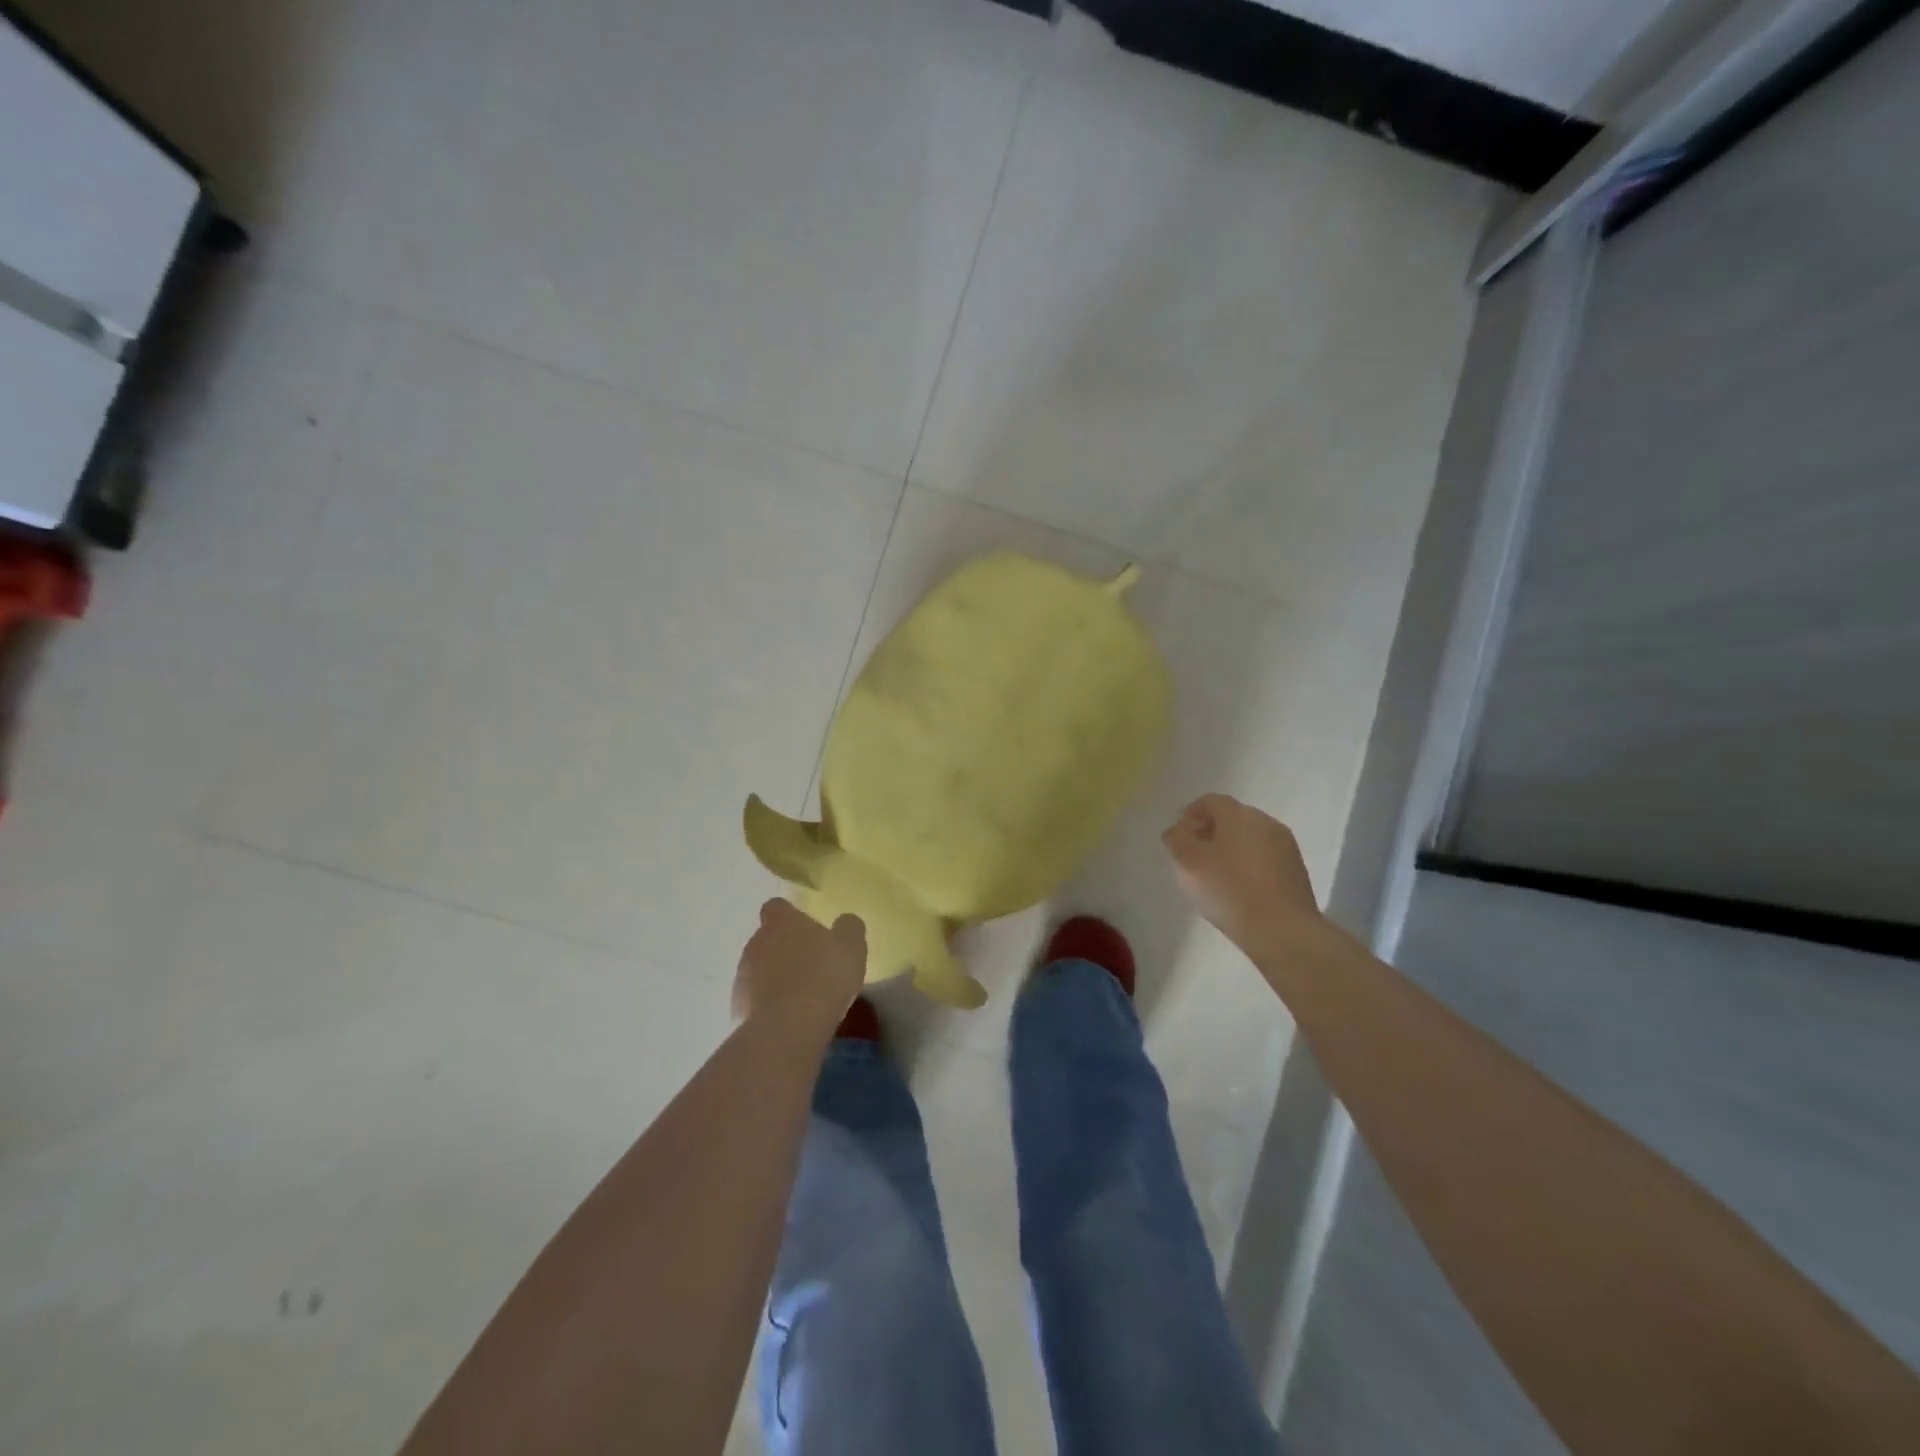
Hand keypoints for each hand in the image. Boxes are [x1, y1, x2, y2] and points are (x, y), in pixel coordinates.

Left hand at [734, 899, 866, 1040]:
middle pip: (766, 939)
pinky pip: (754, 1000)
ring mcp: (742, 976)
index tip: (806, 929)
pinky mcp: (736, 1007)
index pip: (777, 907)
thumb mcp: (851, 946)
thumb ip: (848, 928)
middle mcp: (755, 942)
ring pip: (758, 970)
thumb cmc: (824, 976)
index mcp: (781, 922)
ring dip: (774, 977)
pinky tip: (788, 1018)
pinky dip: (767, 1005)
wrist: (789, 1027)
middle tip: (809, 965)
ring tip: (800, 996)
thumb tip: (844, 922)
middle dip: (783, 949)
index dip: (790, 916)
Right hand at [1163, 794, 1323, 956]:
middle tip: (1193, 857)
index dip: (1189, 815)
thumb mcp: (1189, 863)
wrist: (1282, 930)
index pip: (1209, 801)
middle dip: (1210, 832)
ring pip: (1249, 838)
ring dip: (1230, 849)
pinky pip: (1264, 857)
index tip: (1178, 838)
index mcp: (1239, 814)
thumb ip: (1177, 839)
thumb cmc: (1229, 890)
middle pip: (1231, 817)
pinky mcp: (1296, 869)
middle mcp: (1265, 822)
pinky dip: (1248, 864)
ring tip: (1215, 876)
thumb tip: (1177, 830)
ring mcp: (1285, 845)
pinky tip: (1239, 888)